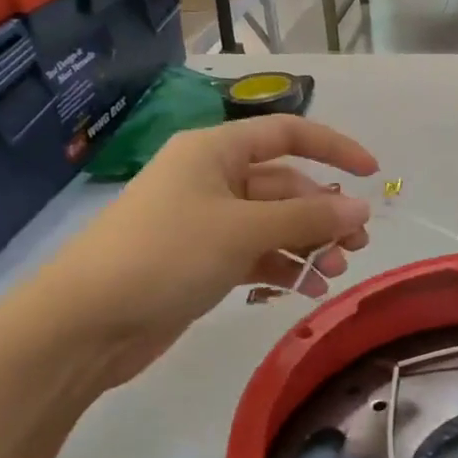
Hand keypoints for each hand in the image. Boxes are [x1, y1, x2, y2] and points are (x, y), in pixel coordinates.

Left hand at [19, 116, 377, 387]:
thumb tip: (361, 209)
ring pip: (273, 223)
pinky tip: (308, 289)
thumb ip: (307, 217)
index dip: (333, 147)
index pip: (287, 134)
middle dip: (323, 212)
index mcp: (215, 151)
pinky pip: (256, 254)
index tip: (372, 173)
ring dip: (308, 244)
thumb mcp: (243, 230)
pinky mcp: (202, 261)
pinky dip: (283, 267)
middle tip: (356, 245)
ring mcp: (206, 222)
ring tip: (335, 272)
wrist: (85, 323)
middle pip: (284, 185)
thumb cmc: (165, 254)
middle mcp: (212, 179)